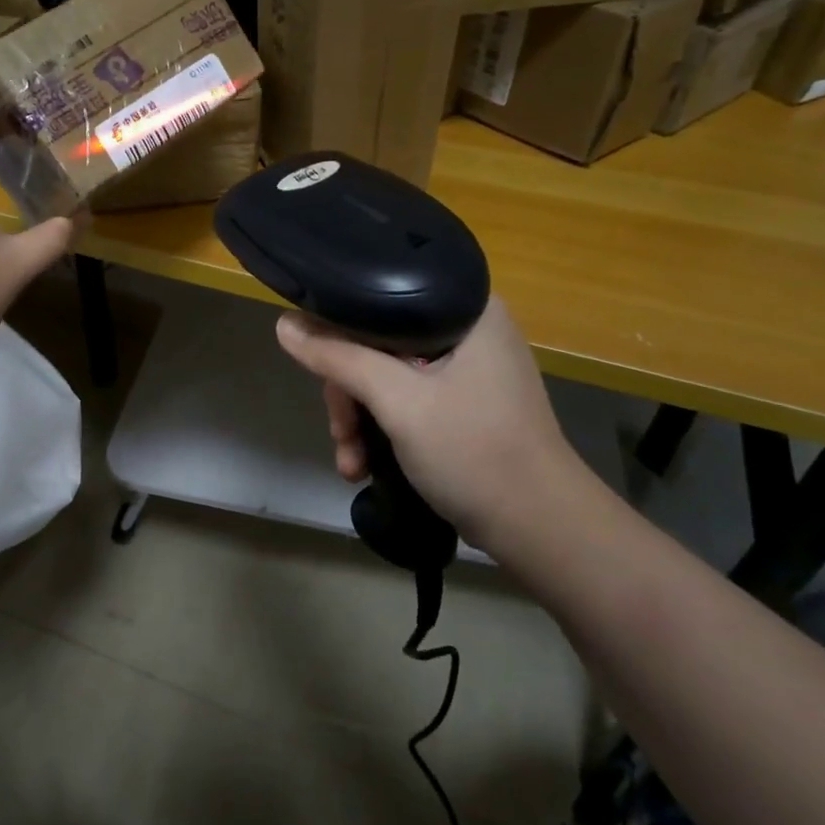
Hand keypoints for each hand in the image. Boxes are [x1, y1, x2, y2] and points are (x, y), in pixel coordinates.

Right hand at [275, 298, 592, 559]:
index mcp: (466, 308)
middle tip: (340, 432)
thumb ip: (339, 359)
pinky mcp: (463, 403)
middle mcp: (468, 329)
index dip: (340, 329)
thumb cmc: (474, 451)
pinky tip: (363, 464)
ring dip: (360, 420)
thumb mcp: (398, 401)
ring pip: (387, 376)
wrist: (540, 527)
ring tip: (350, 460)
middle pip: (378, 343)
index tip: (320, 369)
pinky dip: (382, 430)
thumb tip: (284, 325)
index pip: (381, 297)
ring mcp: (467, 369)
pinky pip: (405, 400)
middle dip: (349, 393)